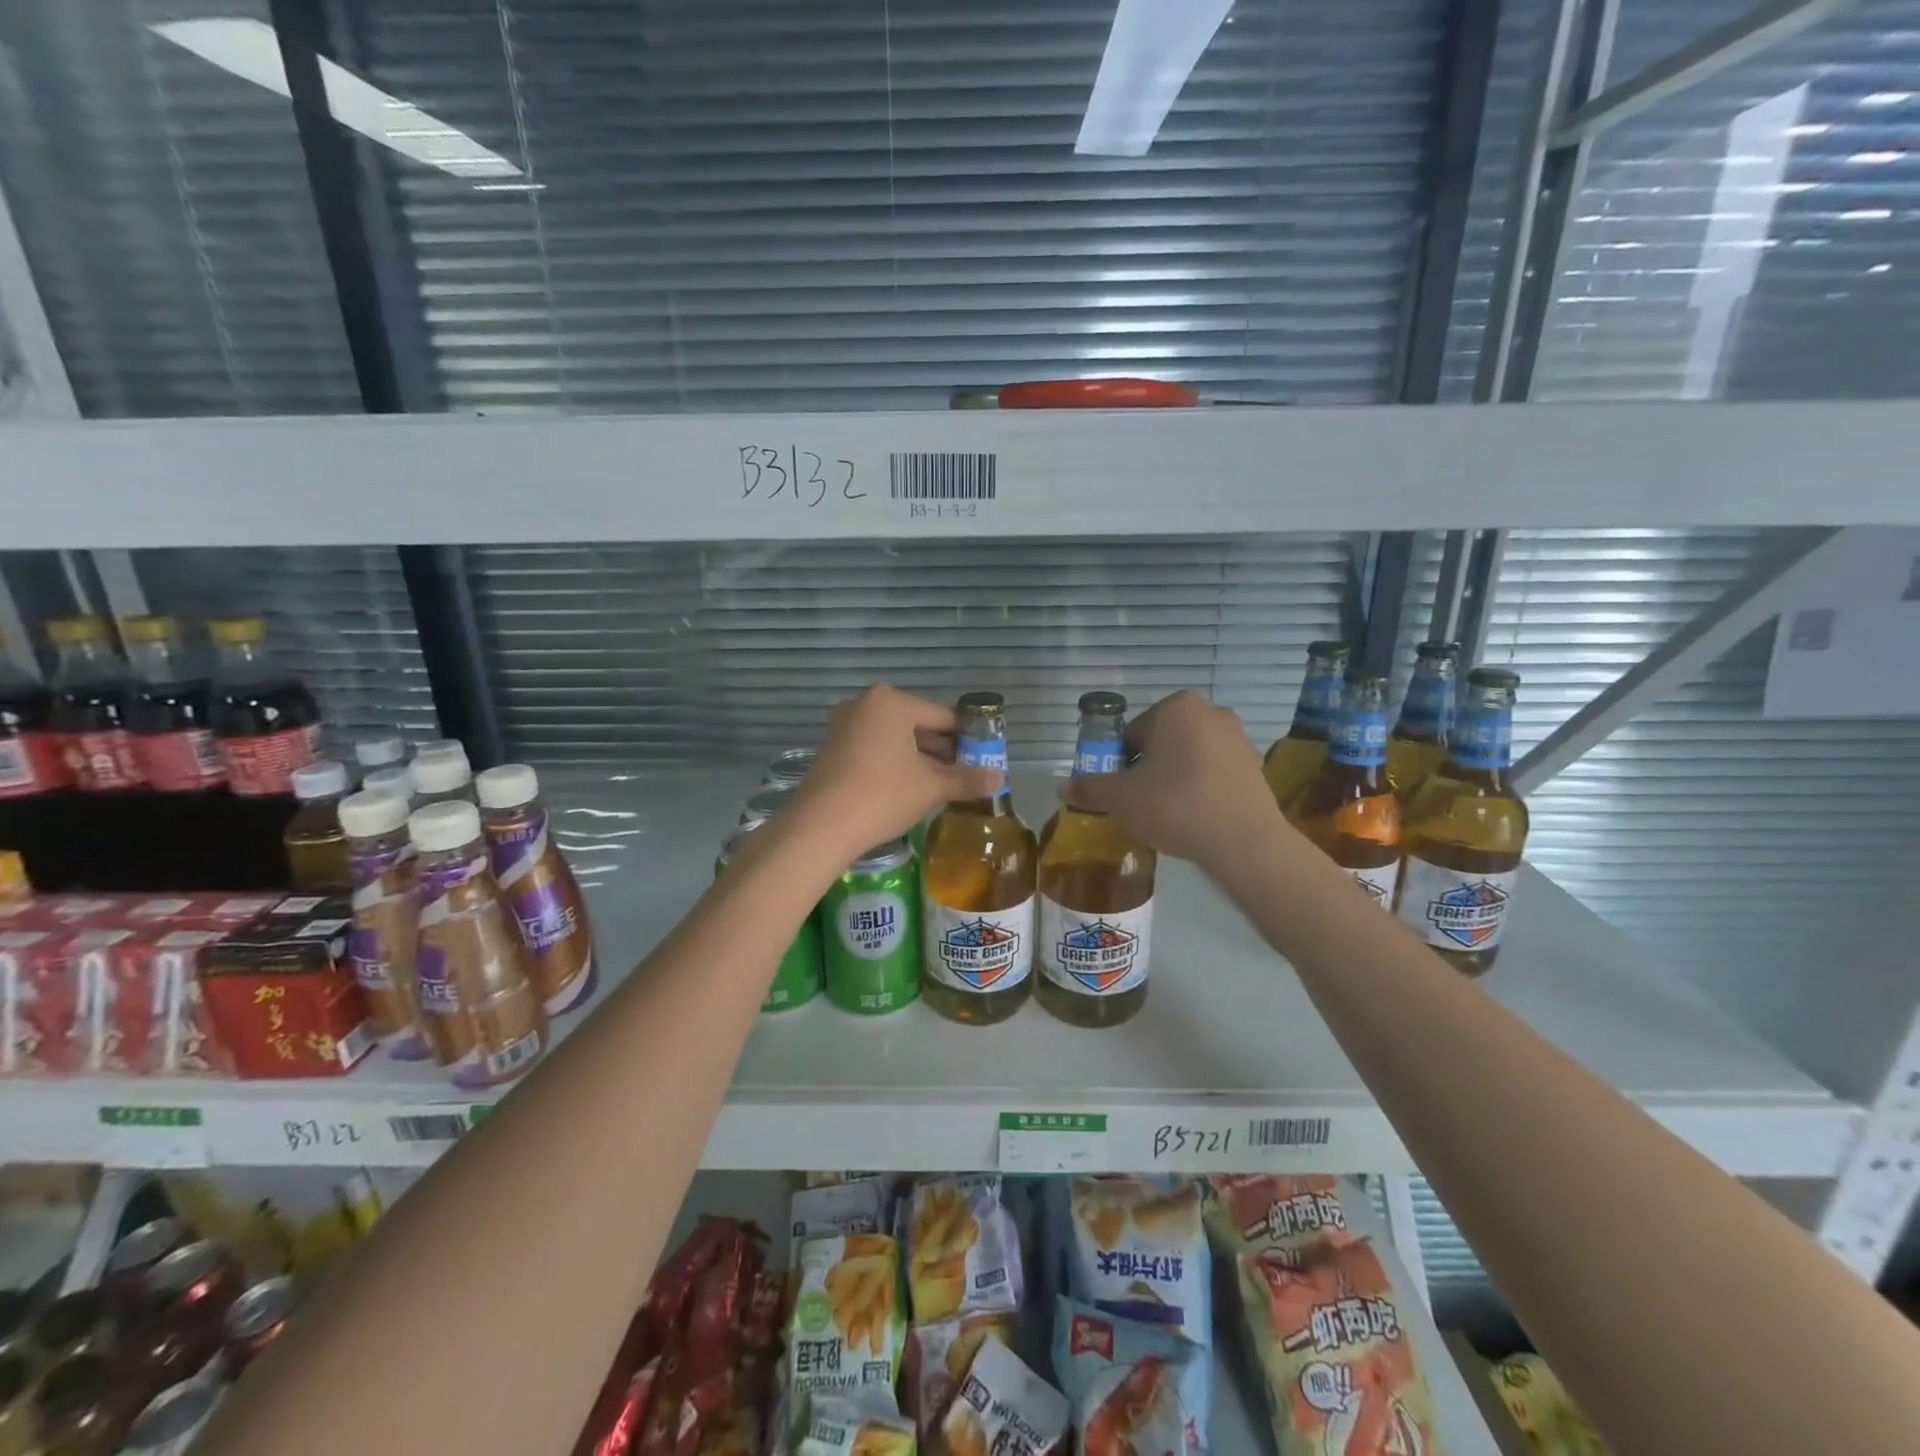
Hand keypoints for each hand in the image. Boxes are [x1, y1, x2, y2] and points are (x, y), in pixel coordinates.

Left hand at [790, 686, 1002, 858]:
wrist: (820, 827)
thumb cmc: (882, 795)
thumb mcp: (930, 787)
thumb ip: (966, 779)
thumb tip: (1001, 778)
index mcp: (892, 702)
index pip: (943, 716)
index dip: (968, 738)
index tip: (985, 759)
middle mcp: (866, 704)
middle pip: (918, 725)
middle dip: (943, 750)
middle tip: (967, 775)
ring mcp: (845, 725)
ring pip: (896, 739)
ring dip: (920, 760)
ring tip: (944, 785)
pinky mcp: (833, 748)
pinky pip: (875, 749)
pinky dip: (896, 764)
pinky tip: (911, 788)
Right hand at [1057, 690, 1289, 871]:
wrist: (1243, 841)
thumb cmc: (1175, 805)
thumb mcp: (1121, 798)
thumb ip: (1090, 789)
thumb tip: (1062, 788)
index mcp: (1175, 707)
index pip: (1131, 734)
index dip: (1119, 764)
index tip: (1120, 792)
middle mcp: (1210, 711)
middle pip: (1161, 742)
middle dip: (1147, 769)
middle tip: (1140, 803)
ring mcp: (1238, 737)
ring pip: (1188, 757)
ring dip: (1173, 778)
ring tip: (1167, 813)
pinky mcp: (1255, 765)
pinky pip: (1213, 772)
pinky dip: (1200, 788)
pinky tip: (1195, 816)